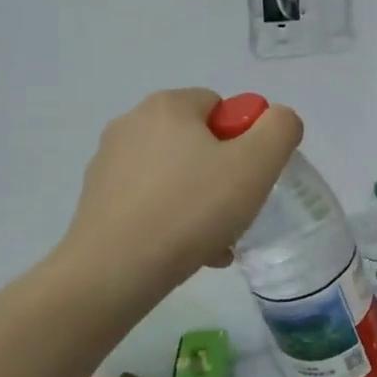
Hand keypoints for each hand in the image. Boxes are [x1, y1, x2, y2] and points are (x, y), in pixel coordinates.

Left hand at [61, 89, 302, 297]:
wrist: (114, 270)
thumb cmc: (191, 209)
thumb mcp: (256, 164)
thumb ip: (280, 129)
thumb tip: (277, 119)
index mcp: (167, 106)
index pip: (221, 107)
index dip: (244, 141)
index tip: (248, 178)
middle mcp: (131, 124)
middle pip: (198, 143)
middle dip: (224, 176)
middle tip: (236, 213)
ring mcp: (108, 163)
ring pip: (176, 177)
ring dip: (202, 203)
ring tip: (214, 242)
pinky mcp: (96, 200)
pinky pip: (151, 202)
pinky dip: (172, 221)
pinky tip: (186, 252)